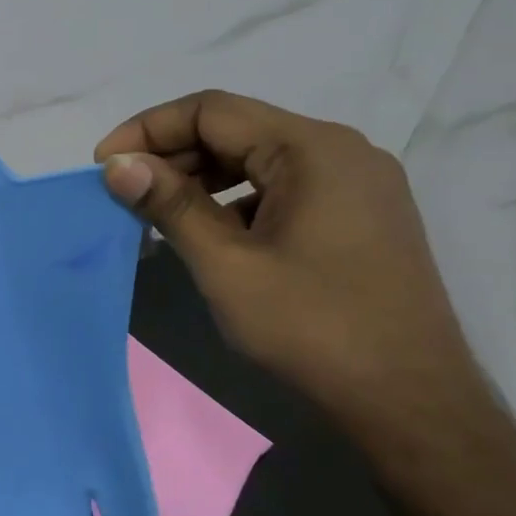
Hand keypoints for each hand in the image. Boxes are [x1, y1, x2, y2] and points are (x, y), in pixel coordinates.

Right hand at [96, 90, 489, 438]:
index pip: (212, 111)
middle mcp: (341, 151)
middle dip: (173, 155)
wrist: (411, 404)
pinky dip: (236, 200)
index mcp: (313, 149)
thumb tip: (117, 165)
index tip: (104, 165)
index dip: (148, 129)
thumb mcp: (226, 265)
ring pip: (258, 160)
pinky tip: (209, 235)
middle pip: (237, 130)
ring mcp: (357, 184)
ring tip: (157, 213)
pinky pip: (283, 188)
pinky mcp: (360, 216)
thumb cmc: (313, 328)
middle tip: (124, 191)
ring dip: (201, 178)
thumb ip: (169, 205)